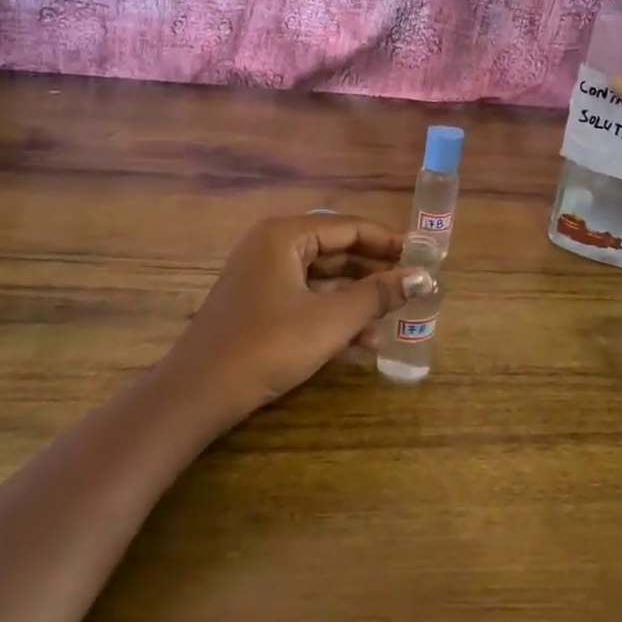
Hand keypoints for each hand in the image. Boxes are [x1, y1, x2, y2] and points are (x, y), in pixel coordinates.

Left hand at [163, 215, 434, 420]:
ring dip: (358, 299)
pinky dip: (333, 315)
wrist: (198, 394)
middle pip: (336, 250)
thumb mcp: (330, 320)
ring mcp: (263, 277)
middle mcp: (273, 247)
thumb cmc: (268, 346)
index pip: (349, 227)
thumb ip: (378, 295)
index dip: (389, 241)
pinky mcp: (258, 306)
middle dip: (375, 272)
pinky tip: (363, 342)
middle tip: (413, 285)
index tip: (423, 255)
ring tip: (395, 319)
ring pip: (323, 279)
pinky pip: (306, 299)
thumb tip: (423, 277)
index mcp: (286, 235)